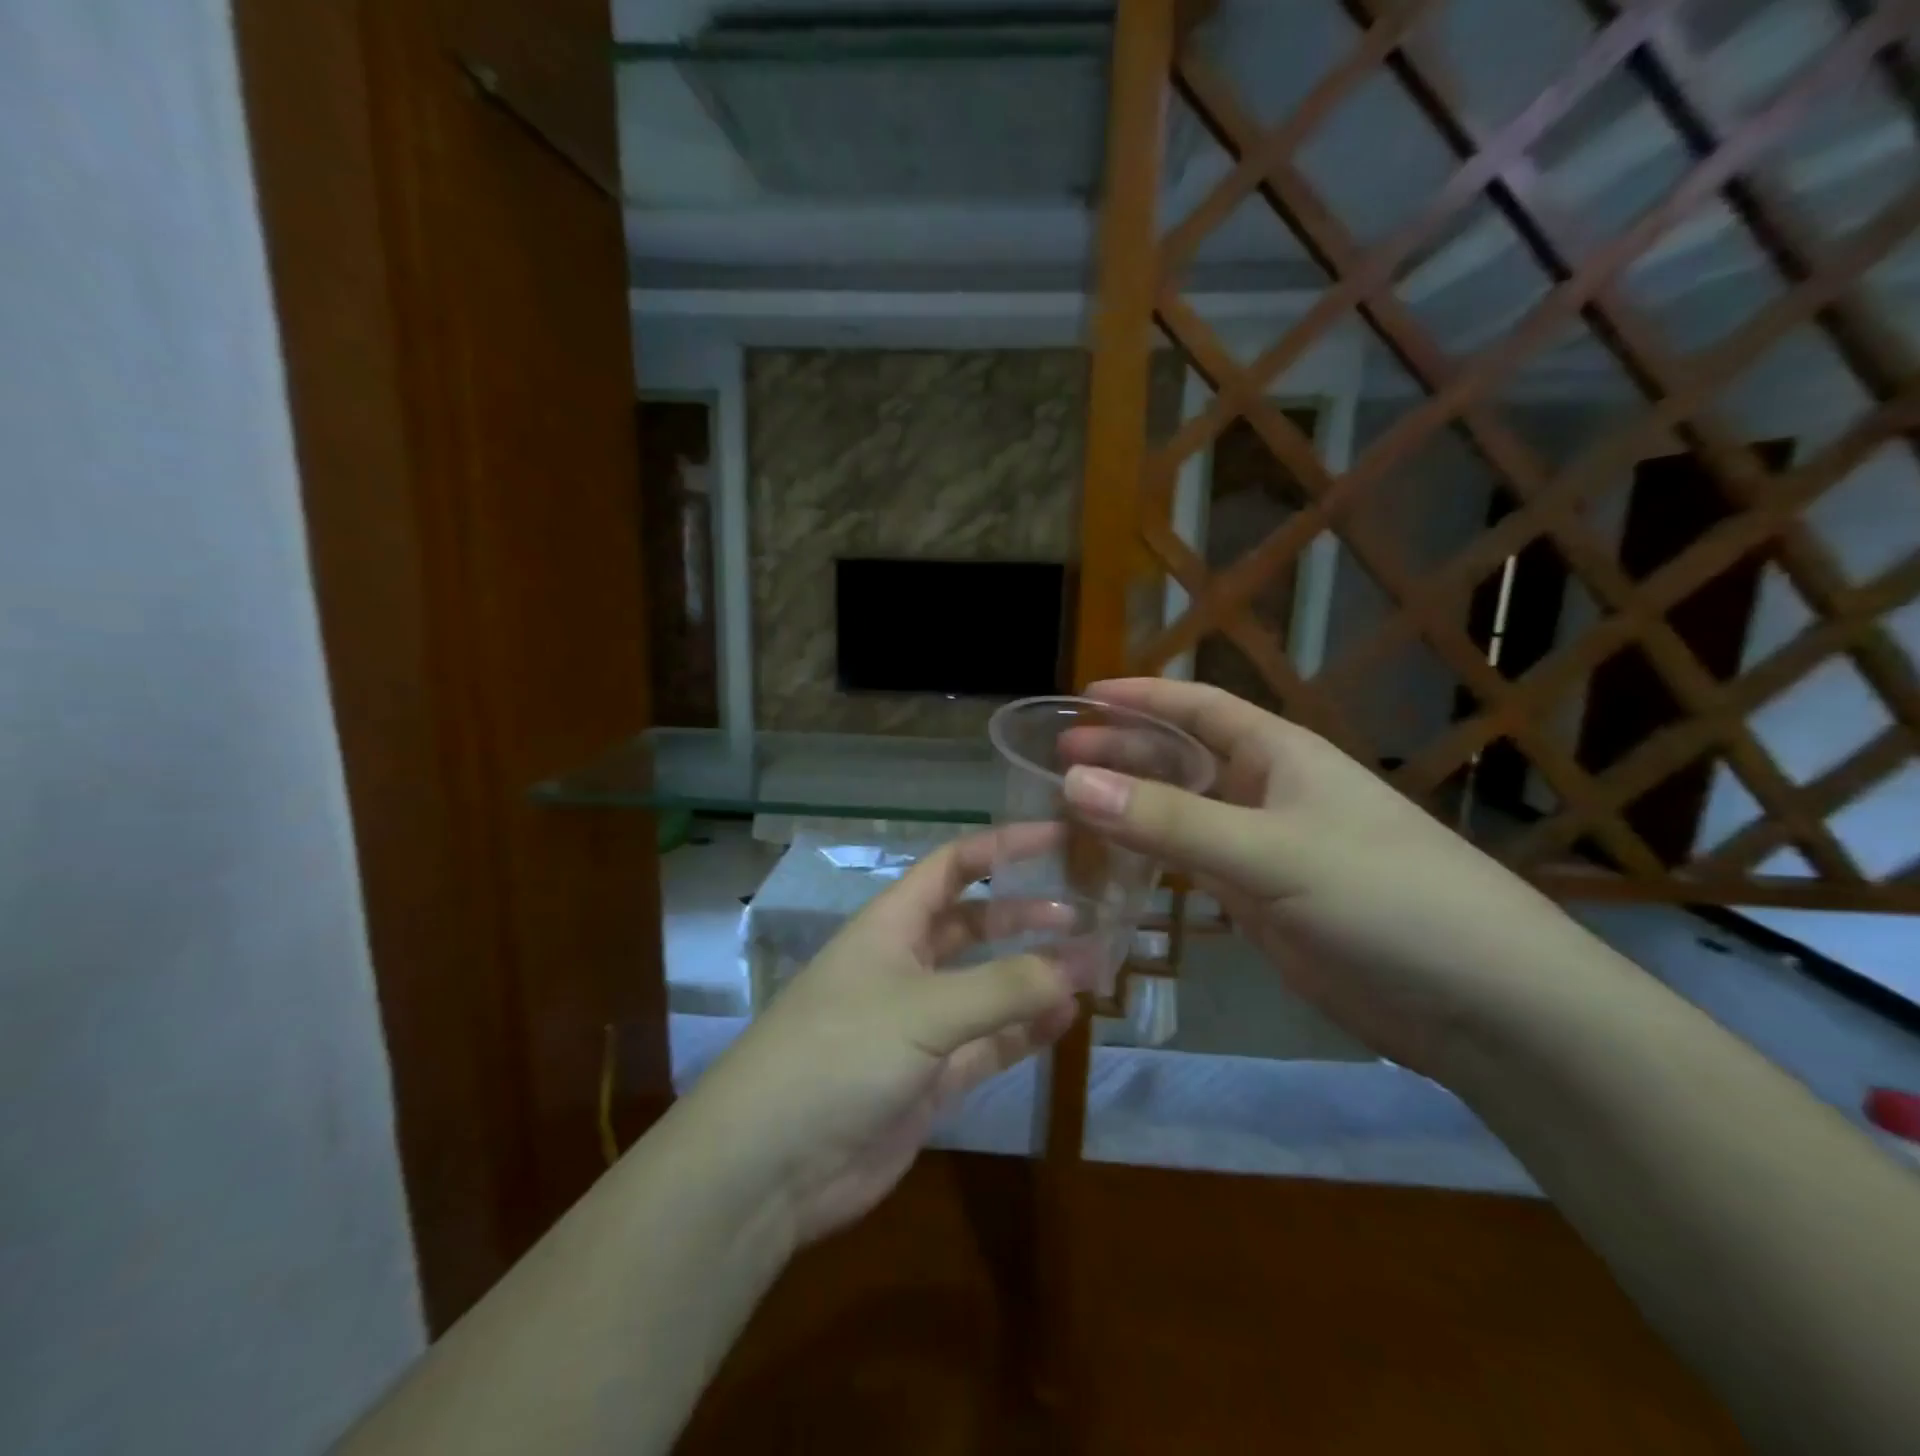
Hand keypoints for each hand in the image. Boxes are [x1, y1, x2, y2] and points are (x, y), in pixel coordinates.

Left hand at [682, 828, 1078, 1247]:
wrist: (771, 1165)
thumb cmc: (840, 1053)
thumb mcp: (924, 1009)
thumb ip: (1005, 988)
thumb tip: (1083, 963)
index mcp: (892, 925)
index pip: (954, 865)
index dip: (1004, 846)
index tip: (1061, 837)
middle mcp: (907, 964)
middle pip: (975, 924)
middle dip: (1026, 914)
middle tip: (1087, 912)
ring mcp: (920, 1023)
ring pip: (989, 986)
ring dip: (1035, 975)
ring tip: (1094, 965)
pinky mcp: (931, 1077)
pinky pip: (989, 1043)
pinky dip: (1026, 1030)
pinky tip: (1067, 1018)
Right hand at [1060, 679, 1582, 1075]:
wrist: (1479, 1003)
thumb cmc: (1384, 898)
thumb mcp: (1271, 851)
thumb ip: (1170, 821)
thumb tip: (1073, 782)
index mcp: (1279, 755)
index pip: (1199, 707)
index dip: (1144, 696)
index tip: (1085, 695)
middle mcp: (1267, 793)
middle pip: (1182, 759)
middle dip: (1123, 752)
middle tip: (1057, 757)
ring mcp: (1263, 849)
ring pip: (1181, 814)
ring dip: (1131, 807)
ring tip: (1070, 807)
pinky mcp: (1261, 901)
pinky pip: (1191, 865)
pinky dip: (1151, 858)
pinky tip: (1113, 864)